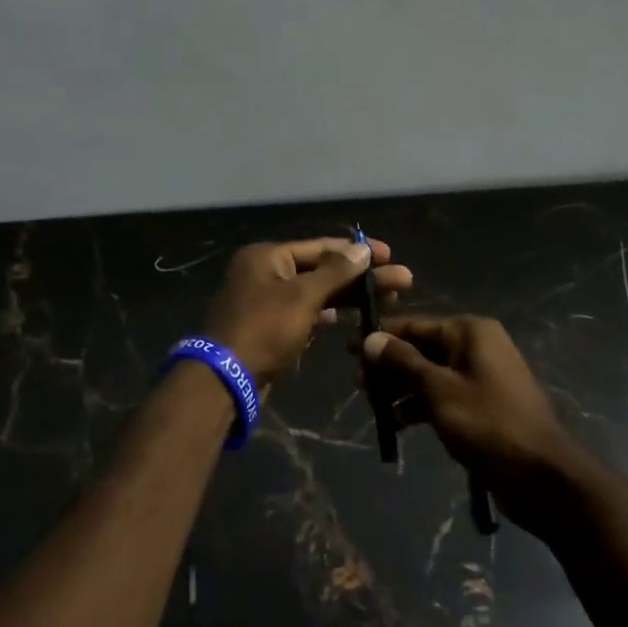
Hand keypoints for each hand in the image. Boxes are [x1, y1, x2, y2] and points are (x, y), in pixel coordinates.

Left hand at [204, 238, 412, 383]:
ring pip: (316, 292)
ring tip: (389, 300)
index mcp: (267, 256)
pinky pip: (306, 312)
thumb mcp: (302, 297)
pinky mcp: (270, 327)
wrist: (225, 379)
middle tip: (402, 282)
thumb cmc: (264, 328)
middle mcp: (265, 272)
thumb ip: (335, 272)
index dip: (357, 251)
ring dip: (349, 295)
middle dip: (360, 276)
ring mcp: (267, 300)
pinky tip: (354, 318)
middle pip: (321, 269)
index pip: (320, 247)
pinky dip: (328, 313)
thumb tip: (363, 248)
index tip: (389, 254)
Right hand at [359, 316, 584, 531]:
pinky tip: (398, 424)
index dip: (380, 337)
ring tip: (374, 407)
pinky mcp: (483, 405)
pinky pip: (443, 394)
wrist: (545, 478)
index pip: (414, 325)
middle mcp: (476, 346)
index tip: (348, 349)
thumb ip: (402, 362)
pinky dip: (420, 405)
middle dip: (389, 366)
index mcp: (469, 332)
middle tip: (358, 386)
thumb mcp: (438, 390)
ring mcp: (481, 376)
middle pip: (420, 348)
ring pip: (429, 373)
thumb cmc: (489, 424)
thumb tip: (370, 338)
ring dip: (401, 388)